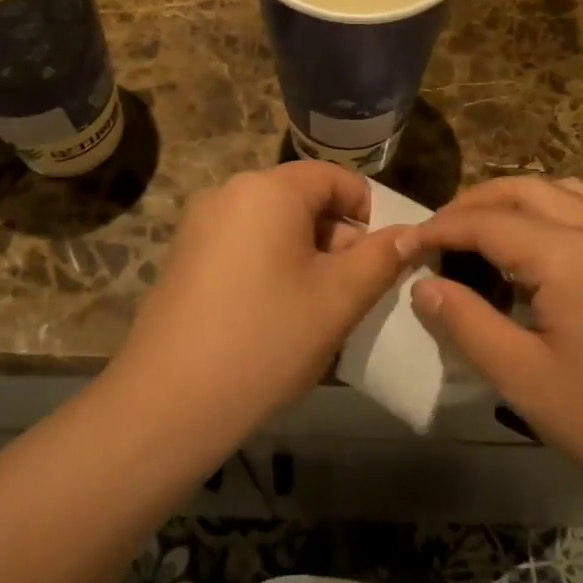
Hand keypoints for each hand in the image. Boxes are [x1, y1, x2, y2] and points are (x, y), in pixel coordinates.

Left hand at [108, 162, 406, 445]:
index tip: (385, 257)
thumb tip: (413, 233)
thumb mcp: (339, 298)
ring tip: (319, 309)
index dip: (369, 211)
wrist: (169, 404)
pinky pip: (243, 246)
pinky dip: (272, 267)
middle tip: (355, 291)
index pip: (334, 178)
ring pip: (273, 226)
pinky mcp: (183, 258)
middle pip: (302, 200)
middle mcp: (228, 193)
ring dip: (307, 257)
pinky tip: (276, 316)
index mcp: (267, 189)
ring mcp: (199, 225)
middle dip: (337, 238)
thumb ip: (382, 257)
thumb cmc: (267, 339)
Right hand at [404, 176, 582, 510]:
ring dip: (512, 200)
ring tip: (480, 232)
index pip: (488, 222)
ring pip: (559, 190)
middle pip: (523, 189)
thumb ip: (466, 322)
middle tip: (436, 233)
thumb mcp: (523, 378)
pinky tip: (535, 247)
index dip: (440, 228)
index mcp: (570, 256)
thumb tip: (424, 285)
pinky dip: (548, 209)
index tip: (404, 243)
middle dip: (472, 204)